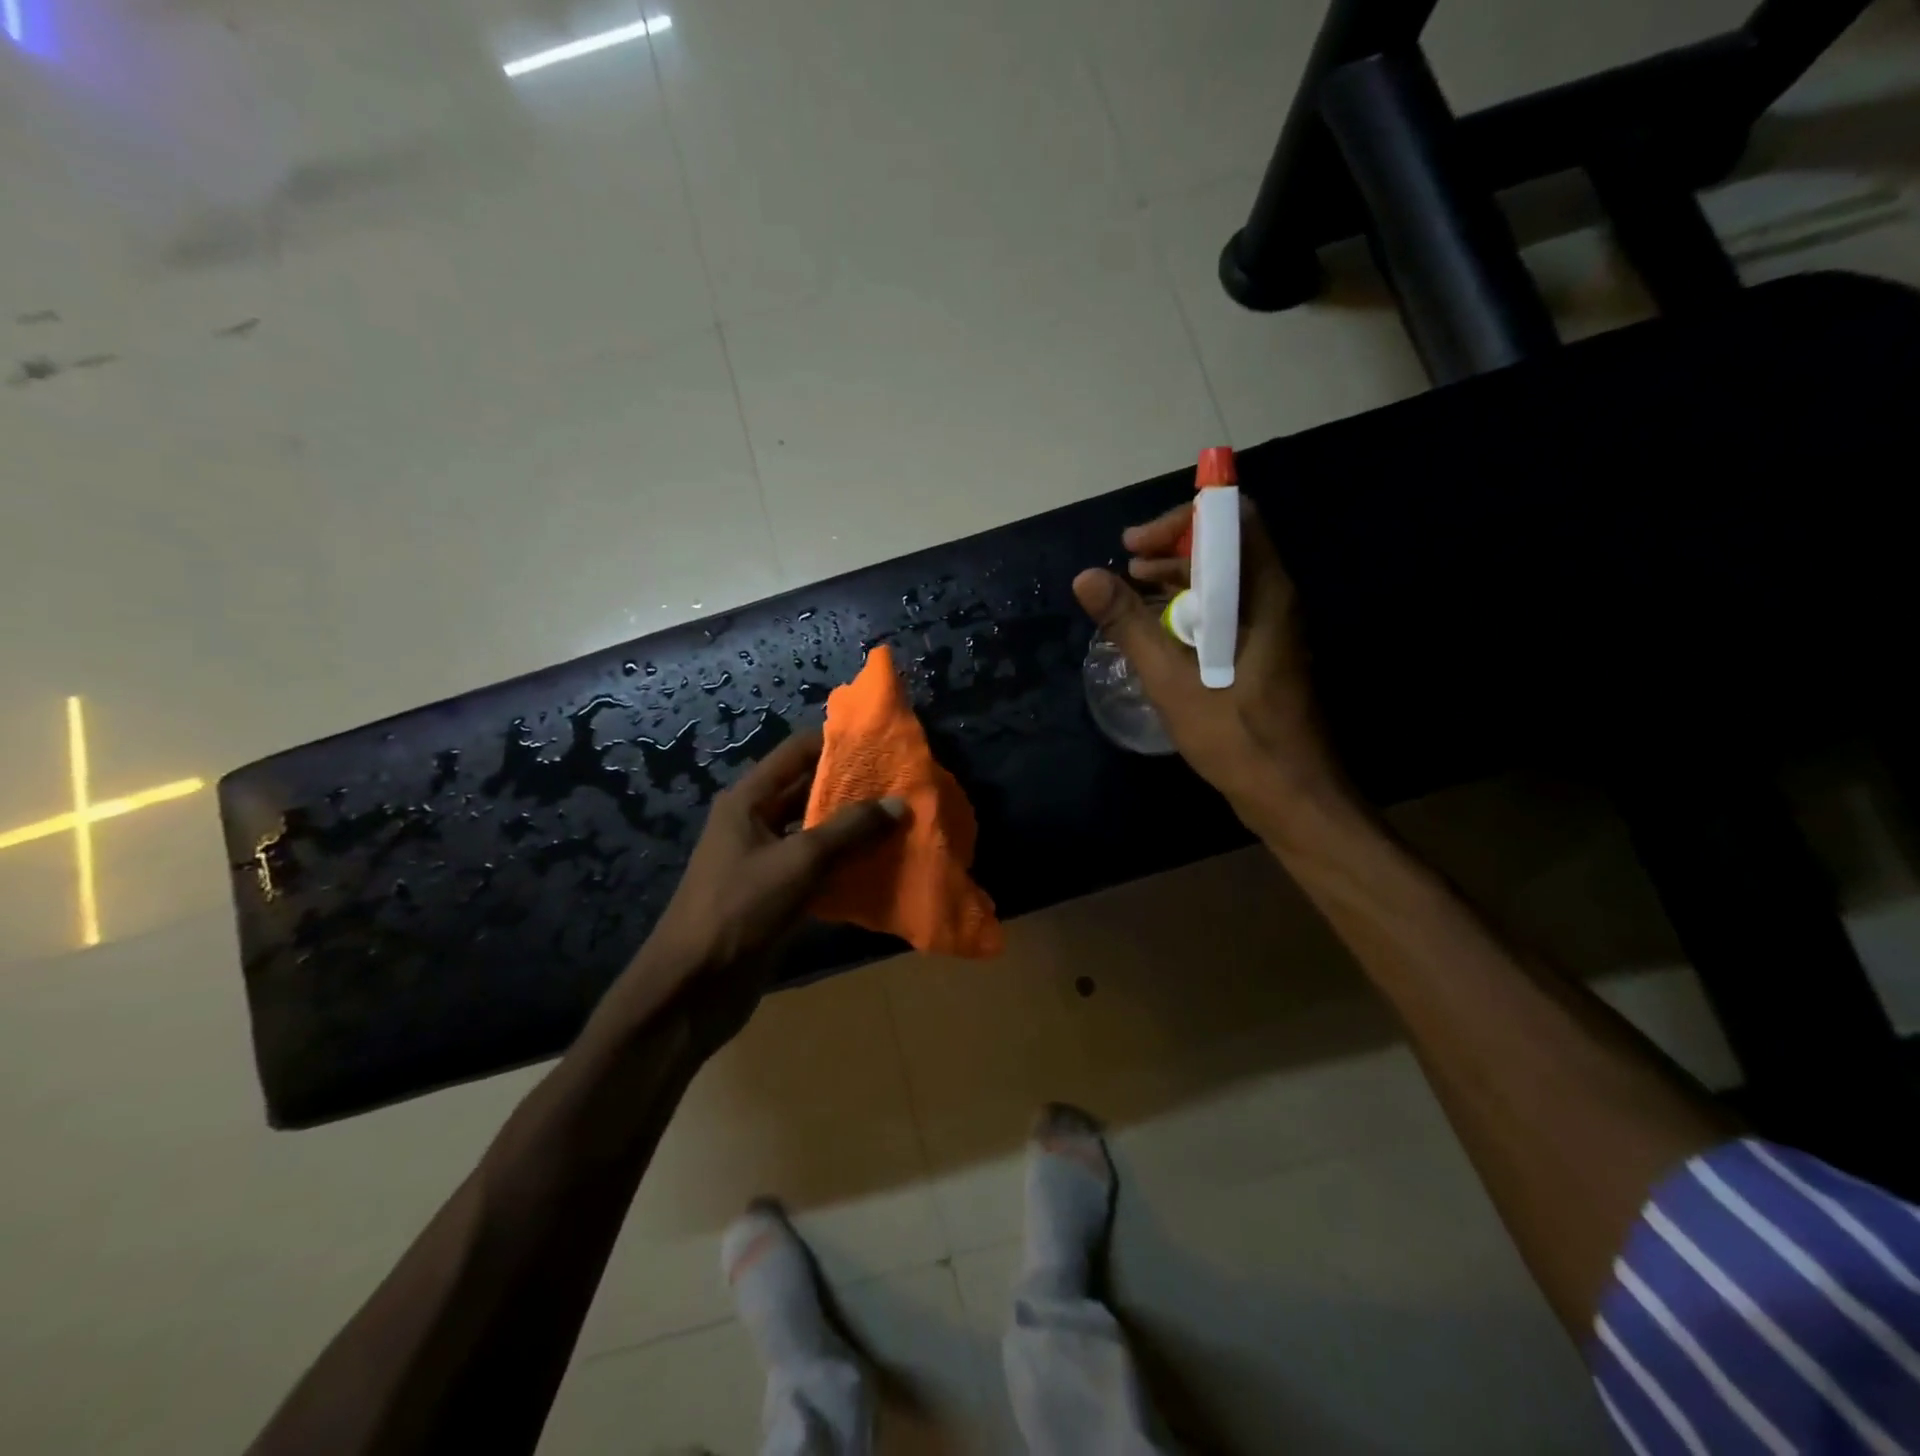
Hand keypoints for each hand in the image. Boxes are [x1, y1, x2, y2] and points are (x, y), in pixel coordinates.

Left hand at [607, 729, 905, 1044]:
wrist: (694, 988)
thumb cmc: (741, 909)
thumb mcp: (800, 861)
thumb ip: (850, 829)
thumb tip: (898, 802)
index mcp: (749, 799)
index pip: (797, 751)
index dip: (837, 742)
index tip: (882, 743)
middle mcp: (755, 821)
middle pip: (808, 790)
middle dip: (853, 787)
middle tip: (903, 785)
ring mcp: (764, 859)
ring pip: (816, 831)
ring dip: (853, 828)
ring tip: (902, 820)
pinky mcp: (775, 894)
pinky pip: (816, 867)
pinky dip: (845, 863)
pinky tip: (882, 864)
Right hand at [1073, 498, 1350, 835]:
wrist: (1293, 795)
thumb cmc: (1236, 735)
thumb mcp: (1172, 680)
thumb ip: (1129, 624)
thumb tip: (1086, 578)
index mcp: (1263, 593)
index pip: (1232, 520)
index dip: (1180, 521)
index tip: (1133, 546)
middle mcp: (1275, 599)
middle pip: (1227, 546)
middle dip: (1172, 548)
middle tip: (1126, 569)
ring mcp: (1274, 627)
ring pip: (1225, 580)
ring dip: (1179, 578)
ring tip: (1133, 594)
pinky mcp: (1266, 652)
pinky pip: (1228, 610)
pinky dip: (1191, 608)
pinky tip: (1159, 633)